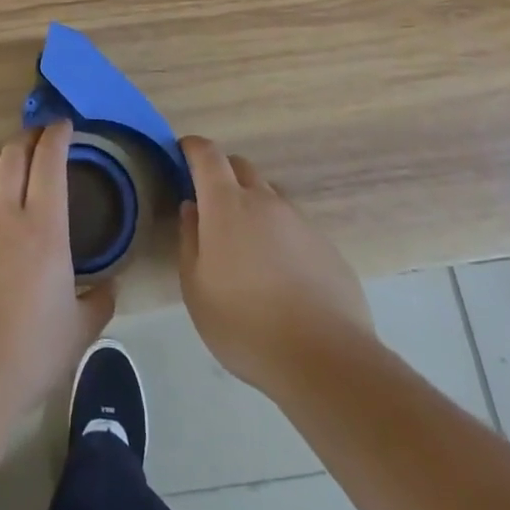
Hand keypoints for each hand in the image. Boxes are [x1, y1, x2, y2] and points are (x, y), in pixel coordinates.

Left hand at [0, 119, 115, 414]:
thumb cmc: (30, 352)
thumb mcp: (80, 331)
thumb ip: (99, 302)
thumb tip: (109, 286)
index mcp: (42, 228)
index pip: (48, 162)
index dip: (56, 136)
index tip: (64, 125)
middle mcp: (3, 217)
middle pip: (11, 156)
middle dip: (27, 137)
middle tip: (39, 136)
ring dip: (0, 160)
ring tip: (11, 163)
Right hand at [177, 136, 374, 397]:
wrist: (326, 361)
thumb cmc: (245, 324)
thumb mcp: (196, 288)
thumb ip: (189, 240)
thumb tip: (192, 208)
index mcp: (227, 204)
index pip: (208, 154)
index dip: (193, 147)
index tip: (182, 153)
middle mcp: (265, 201)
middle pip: (241, 167)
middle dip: (222, 174)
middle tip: (210, 204)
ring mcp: (300, 222)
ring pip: (270, 197)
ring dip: (253, 207)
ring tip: (247, 248)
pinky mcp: (327, 247)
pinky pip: (294, 227)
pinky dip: (280, 236)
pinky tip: (280, 276)